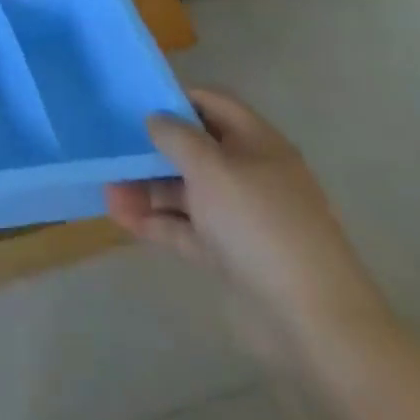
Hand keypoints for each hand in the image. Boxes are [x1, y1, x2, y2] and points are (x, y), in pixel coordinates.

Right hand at [104, 88, 388, 356]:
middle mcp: (250, 175)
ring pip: (185, 190)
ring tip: (107, 190)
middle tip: (109, 149)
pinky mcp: (229, 253)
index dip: (175, 98)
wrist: (311, 321)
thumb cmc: (258, 225)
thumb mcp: (211, 168)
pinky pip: (185, 228)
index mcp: (257, 144)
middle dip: (151, 149)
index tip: (132, 103)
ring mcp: (240, 217)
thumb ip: (176, 137)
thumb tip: (155, 118)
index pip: (213, 104)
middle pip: (194, 149)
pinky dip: (155, 221)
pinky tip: (121, 217)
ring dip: (146, 188)